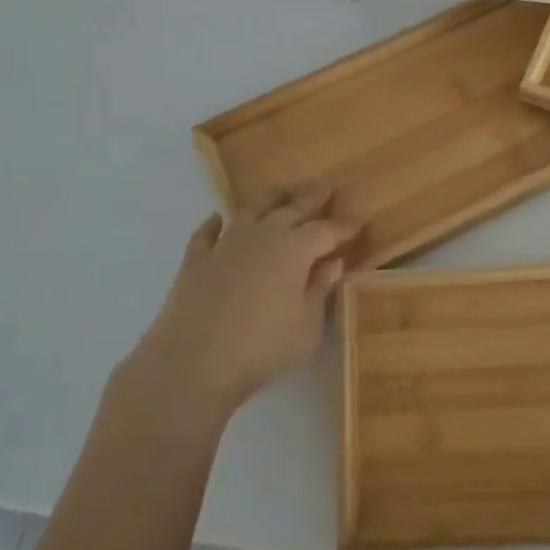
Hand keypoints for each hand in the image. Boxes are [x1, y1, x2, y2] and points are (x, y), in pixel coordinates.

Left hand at [133, 188, 358, 420]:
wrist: (193, 363)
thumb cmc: (262, 348)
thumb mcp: (307, 327)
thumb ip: (320, 290)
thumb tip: (333, 263)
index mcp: (294, 249)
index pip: (325, 231)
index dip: (343, 227)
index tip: (357, 222)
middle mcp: (261, 236)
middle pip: (291, 208)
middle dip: (311, 197)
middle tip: (324, 187)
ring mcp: (225, 244)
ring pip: (251, 210)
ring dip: (269, 200)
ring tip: (280, 193)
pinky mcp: (196, 260)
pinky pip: (207, 233)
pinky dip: (215, 223)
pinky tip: (217, 218)